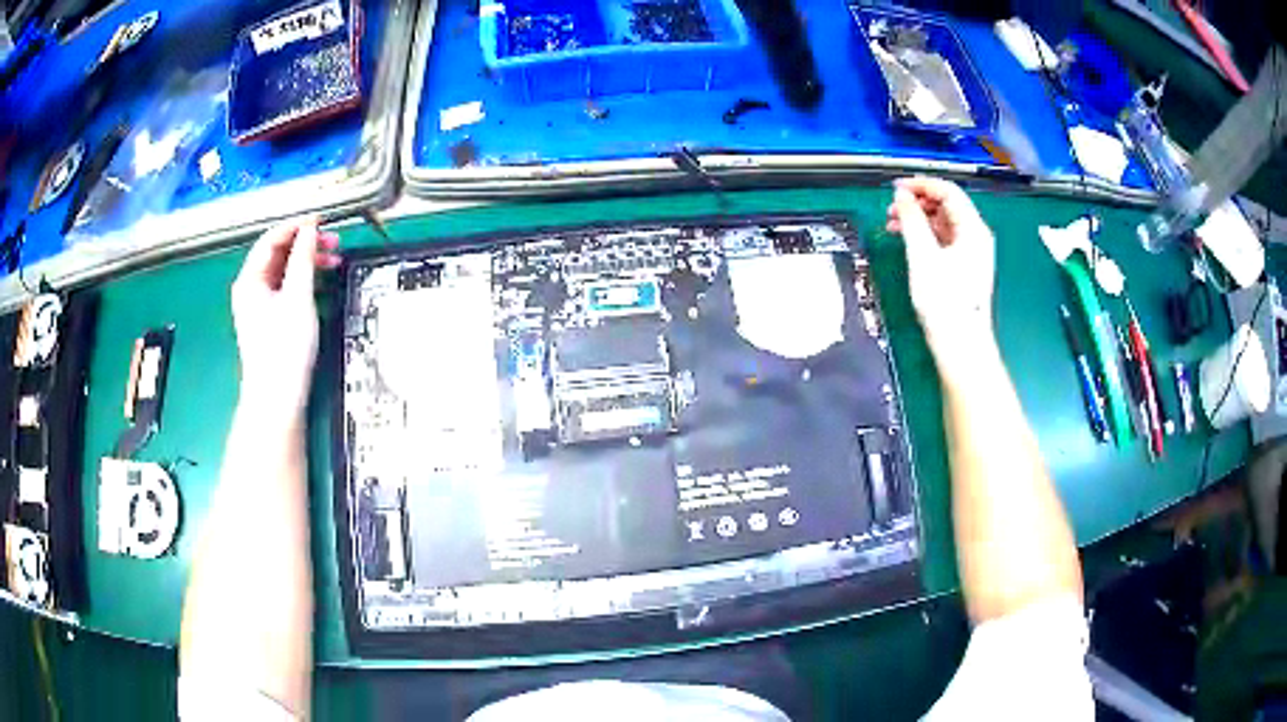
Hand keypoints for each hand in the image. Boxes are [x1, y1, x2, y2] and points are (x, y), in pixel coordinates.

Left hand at [231, 219, 340, 418]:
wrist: (278, 397)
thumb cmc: (285, 347)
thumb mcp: (298, 296)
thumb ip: (304, 258)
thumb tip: (310, 229)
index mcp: (250, 279)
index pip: (272, 239)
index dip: (297, 225)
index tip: (322, 219)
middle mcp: (250, 287)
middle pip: (277, 253)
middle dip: (305, 243)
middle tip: (333, 241)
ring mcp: (258, 304)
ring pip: (283, 270)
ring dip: (306, 261)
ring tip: (332, 260)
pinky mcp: (268, 318)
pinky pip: (285, 286)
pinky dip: (303, 279)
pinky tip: (320, 281)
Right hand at [886, 177, 996, 360]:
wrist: (960, 344)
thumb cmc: (945, 301)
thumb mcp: (924, 255)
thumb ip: (912, 220)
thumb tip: (902, 195)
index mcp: (973, 229)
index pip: (948, 191)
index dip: (921, 184)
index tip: (896, 187)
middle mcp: (975, 237)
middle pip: (946, 205)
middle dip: (918, 201)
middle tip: (892, 206)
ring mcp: (970, 253)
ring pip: (942, 223)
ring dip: (918, 218)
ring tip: (893, 223)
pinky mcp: (962, 267)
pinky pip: (942, 240)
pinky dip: (924, 235)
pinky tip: (906, 240)